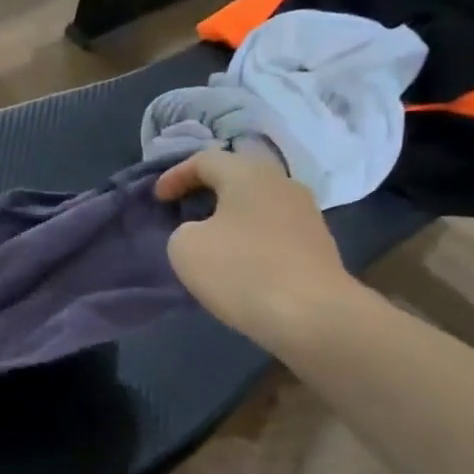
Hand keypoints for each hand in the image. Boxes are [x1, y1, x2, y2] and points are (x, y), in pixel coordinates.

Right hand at [155, 149, 359, 350]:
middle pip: (238, 176)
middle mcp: (283, 183)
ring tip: (208, 237)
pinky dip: (249, 236)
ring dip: (230, 215)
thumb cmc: (241, 270)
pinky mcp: (316, 245)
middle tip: (182, 209)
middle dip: (206, 190)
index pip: (206, 159)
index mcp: (249, 174)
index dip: (176, 175)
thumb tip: (203, 232)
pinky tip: (237, 260)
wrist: (312, 314)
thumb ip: (184, 230)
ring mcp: (306, 214)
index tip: (157, 198)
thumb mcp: (185, 247)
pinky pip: (272, 229)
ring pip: (257, 203)